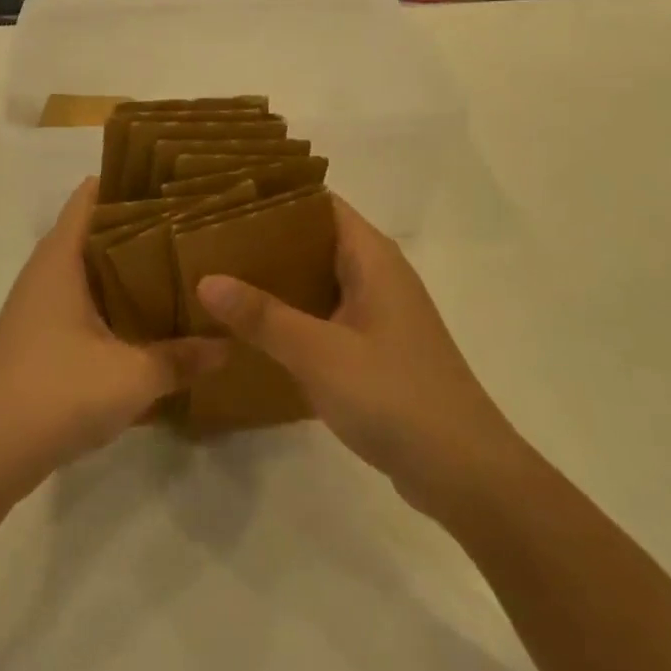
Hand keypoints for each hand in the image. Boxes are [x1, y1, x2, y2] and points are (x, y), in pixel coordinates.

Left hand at [0, 179, 228, 501]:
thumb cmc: (55, 394)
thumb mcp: (131, 376)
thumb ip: (183, 358)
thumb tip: (230, 345)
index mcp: (61, 257)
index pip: (93, 194)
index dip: (132, 181)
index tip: (178, 182)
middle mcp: (48, 271)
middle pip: (98, 229)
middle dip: (144, 225)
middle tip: (198, 225)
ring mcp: (41, 305)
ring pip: (93, 269)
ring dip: (132, 268)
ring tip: (186, 267)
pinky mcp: (42, 336)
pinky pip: (86, 302)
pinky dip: (117, 301)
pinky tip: (153, 320)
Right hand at [195, 194, 518, 518]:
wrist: (465, 474)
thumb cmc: (395, 396)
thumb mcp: (319, 352)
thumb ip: (262, 315)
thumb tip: (205, 278)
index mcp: (372, 258)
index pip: (320, 203)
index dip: (275, 196)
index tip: (222, 199)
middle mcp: (377, 276)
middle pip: (314, 239)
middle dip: (264, 239)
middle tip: (207, 240)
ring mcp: (378, 314)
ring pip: (316, 280)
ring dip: (275, 279)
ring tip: (218, 276)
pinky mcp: (375, 349)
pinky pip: (324, 315)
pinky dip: (291, 314)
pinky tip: (252, 328)